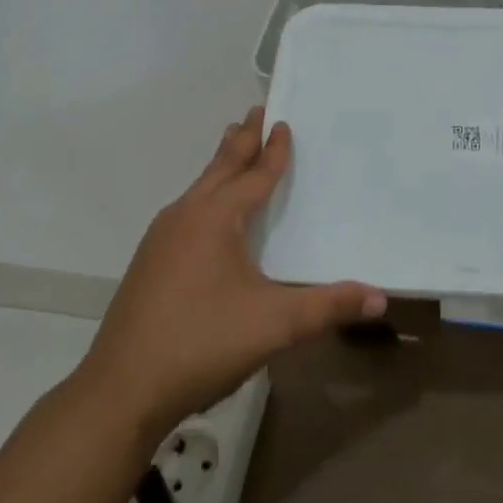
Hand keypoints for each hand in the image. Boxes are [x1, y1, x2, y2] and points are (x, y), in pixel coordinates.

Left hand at [76, 107, 385, 438]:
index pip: (254, 175)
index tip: (282, 122)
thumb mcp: (275, 325)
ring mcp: (161, 238)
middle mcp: (186, 216)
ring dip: (220, 165)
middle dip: (241, 140)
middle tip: (255, 112)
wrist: (121, 390)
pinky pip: (186, 210)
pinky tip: (206, 214)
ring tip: (232, 147)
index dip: (273, 151)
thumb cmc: (202, 343)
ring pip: (198, 188)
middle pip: (220, 167)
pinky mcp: (149, 262)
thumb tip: (381, 297)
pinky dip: (205, 194)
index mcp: (215, 218)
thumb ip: (329, 307)